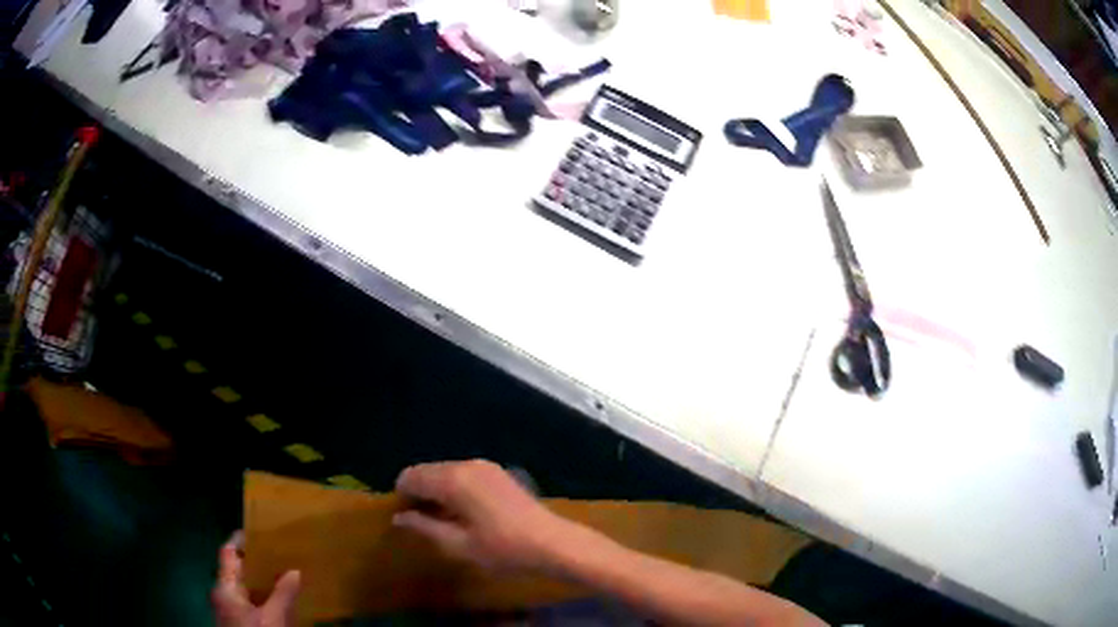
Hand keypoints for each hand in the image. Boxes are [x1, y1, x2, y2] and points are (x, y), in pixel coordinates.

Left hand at [212, 532, 300, 626]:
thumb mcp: (273, 618)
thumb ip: (283, 594)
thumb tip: (295, 570)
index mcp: (224, 587)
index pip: (228, 553)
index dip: (241, 540)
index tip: (260, 530)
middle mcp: (224, 594)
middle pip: (237, 571)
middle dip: (257, 562)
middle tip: (279, 553)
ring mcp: (231, 611)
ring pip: (246, 589)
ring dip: (263, 582)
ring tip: (284, 574)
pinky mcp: (241, 623)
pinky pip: (252, 604)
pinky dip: (265, 598)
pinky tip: (282, 601)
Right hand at [393, 460, 575, 571]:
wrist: (553, 544)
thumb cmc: (503, 549)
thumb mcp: (458, 544)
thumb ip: (424, 527)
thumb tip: (399, 517)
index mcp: (453, 480)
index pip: (411, 476)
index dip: (401, 495)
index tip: (402, 517)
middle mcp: (467, 465)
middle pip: (428, 471)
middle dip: (418, 492)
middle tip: (418, 521)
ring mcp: (485, 467)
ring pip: (445, 472)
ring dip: (436, 491)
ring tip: (439, 520)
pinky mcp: (498, 473)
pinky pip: (463, 475)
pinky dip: (453, 489)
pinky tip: (461, 513)